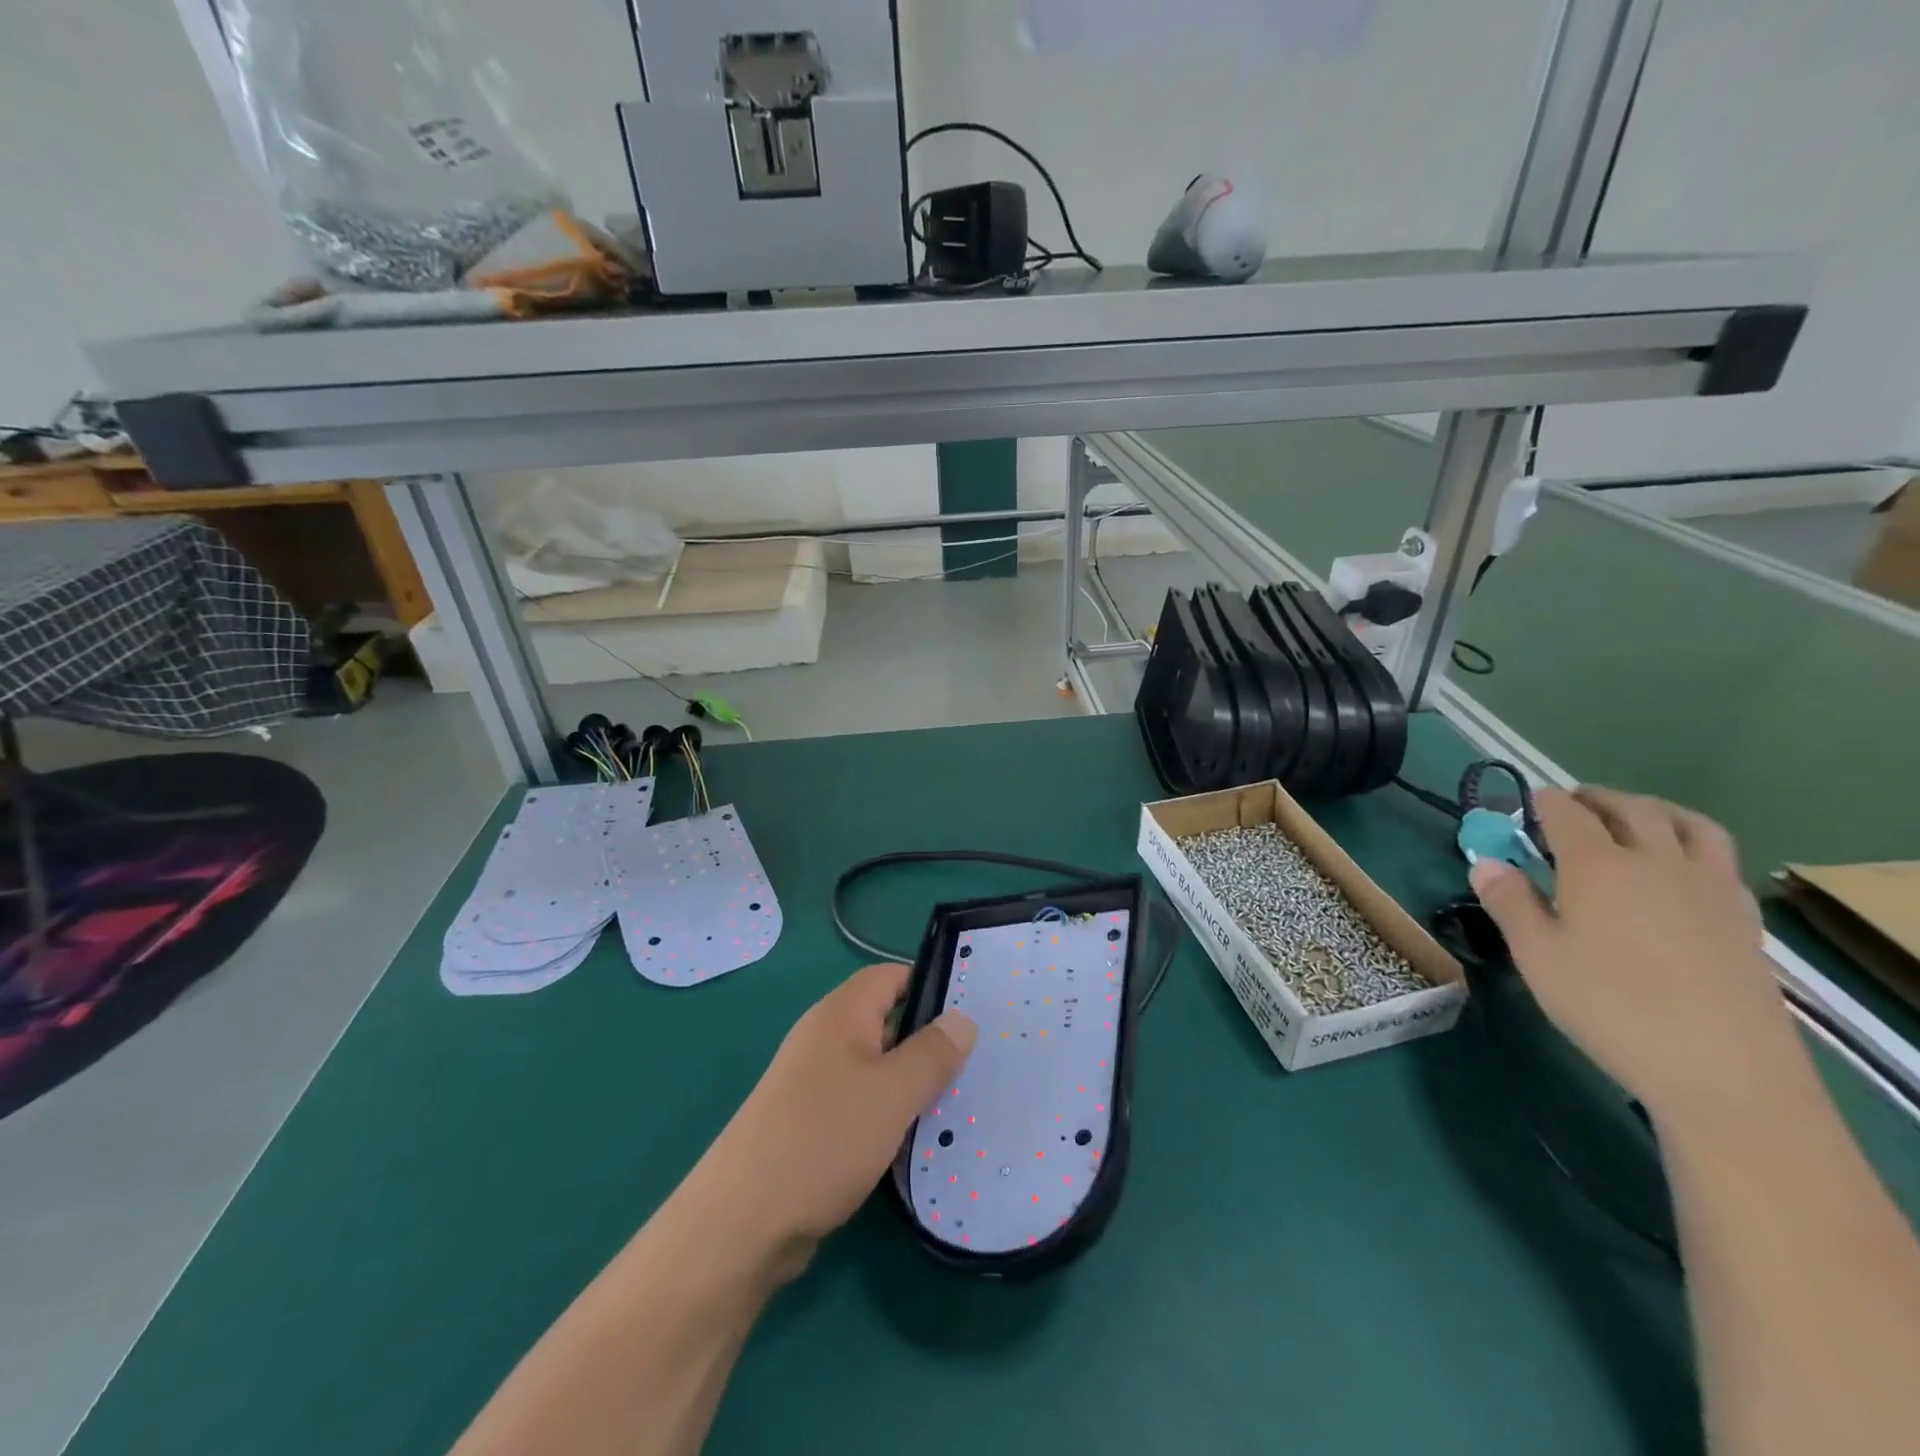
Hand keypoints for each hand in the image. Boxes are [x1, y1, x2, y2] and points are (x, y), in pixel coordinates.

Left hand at [687, 964, 976, 1280]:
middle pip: (886, 1021)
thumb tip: (963, 1019)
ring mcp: (813, 1082)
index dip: (931, 985)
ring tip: (958, 1103)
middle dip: (928, 1040)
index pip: (892, 976)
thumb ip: (932, 1053)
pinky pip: (860, 1103)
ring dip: (911, 1083)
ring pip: (876, 1067)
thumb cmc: (824, 1139)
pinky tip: (915, 1140)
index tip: (975, 1010)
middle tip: (978, 1062)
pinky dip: (888, 1114)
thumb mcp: (893, 1092)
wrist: (741, 1224)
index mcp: (841, 1013)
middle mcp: (825, 1038)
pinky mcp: (809, 1124)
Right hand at [1470, 788, 1801, 1127]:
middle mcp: (1656, 862)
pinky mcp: (1743, 918)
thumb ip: (1509, 902)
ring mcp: (1708, 887)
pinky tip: (1677, 872)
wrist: (1723, 1070)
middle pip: (1631, 808)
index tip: (1521, 805)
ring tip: (1631, 821)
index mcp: (1598, 866)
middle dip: (1595, 798)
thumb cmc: (1610, 1006)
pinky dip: (1692, 845)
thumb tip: (1485, 862)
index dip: (1540, 802)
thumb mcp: (1537, 956)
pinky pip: (1719, 859)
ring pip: (1688, 824)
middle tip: (1570, 806)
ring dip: (1653, 810)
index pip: (1566, 813)